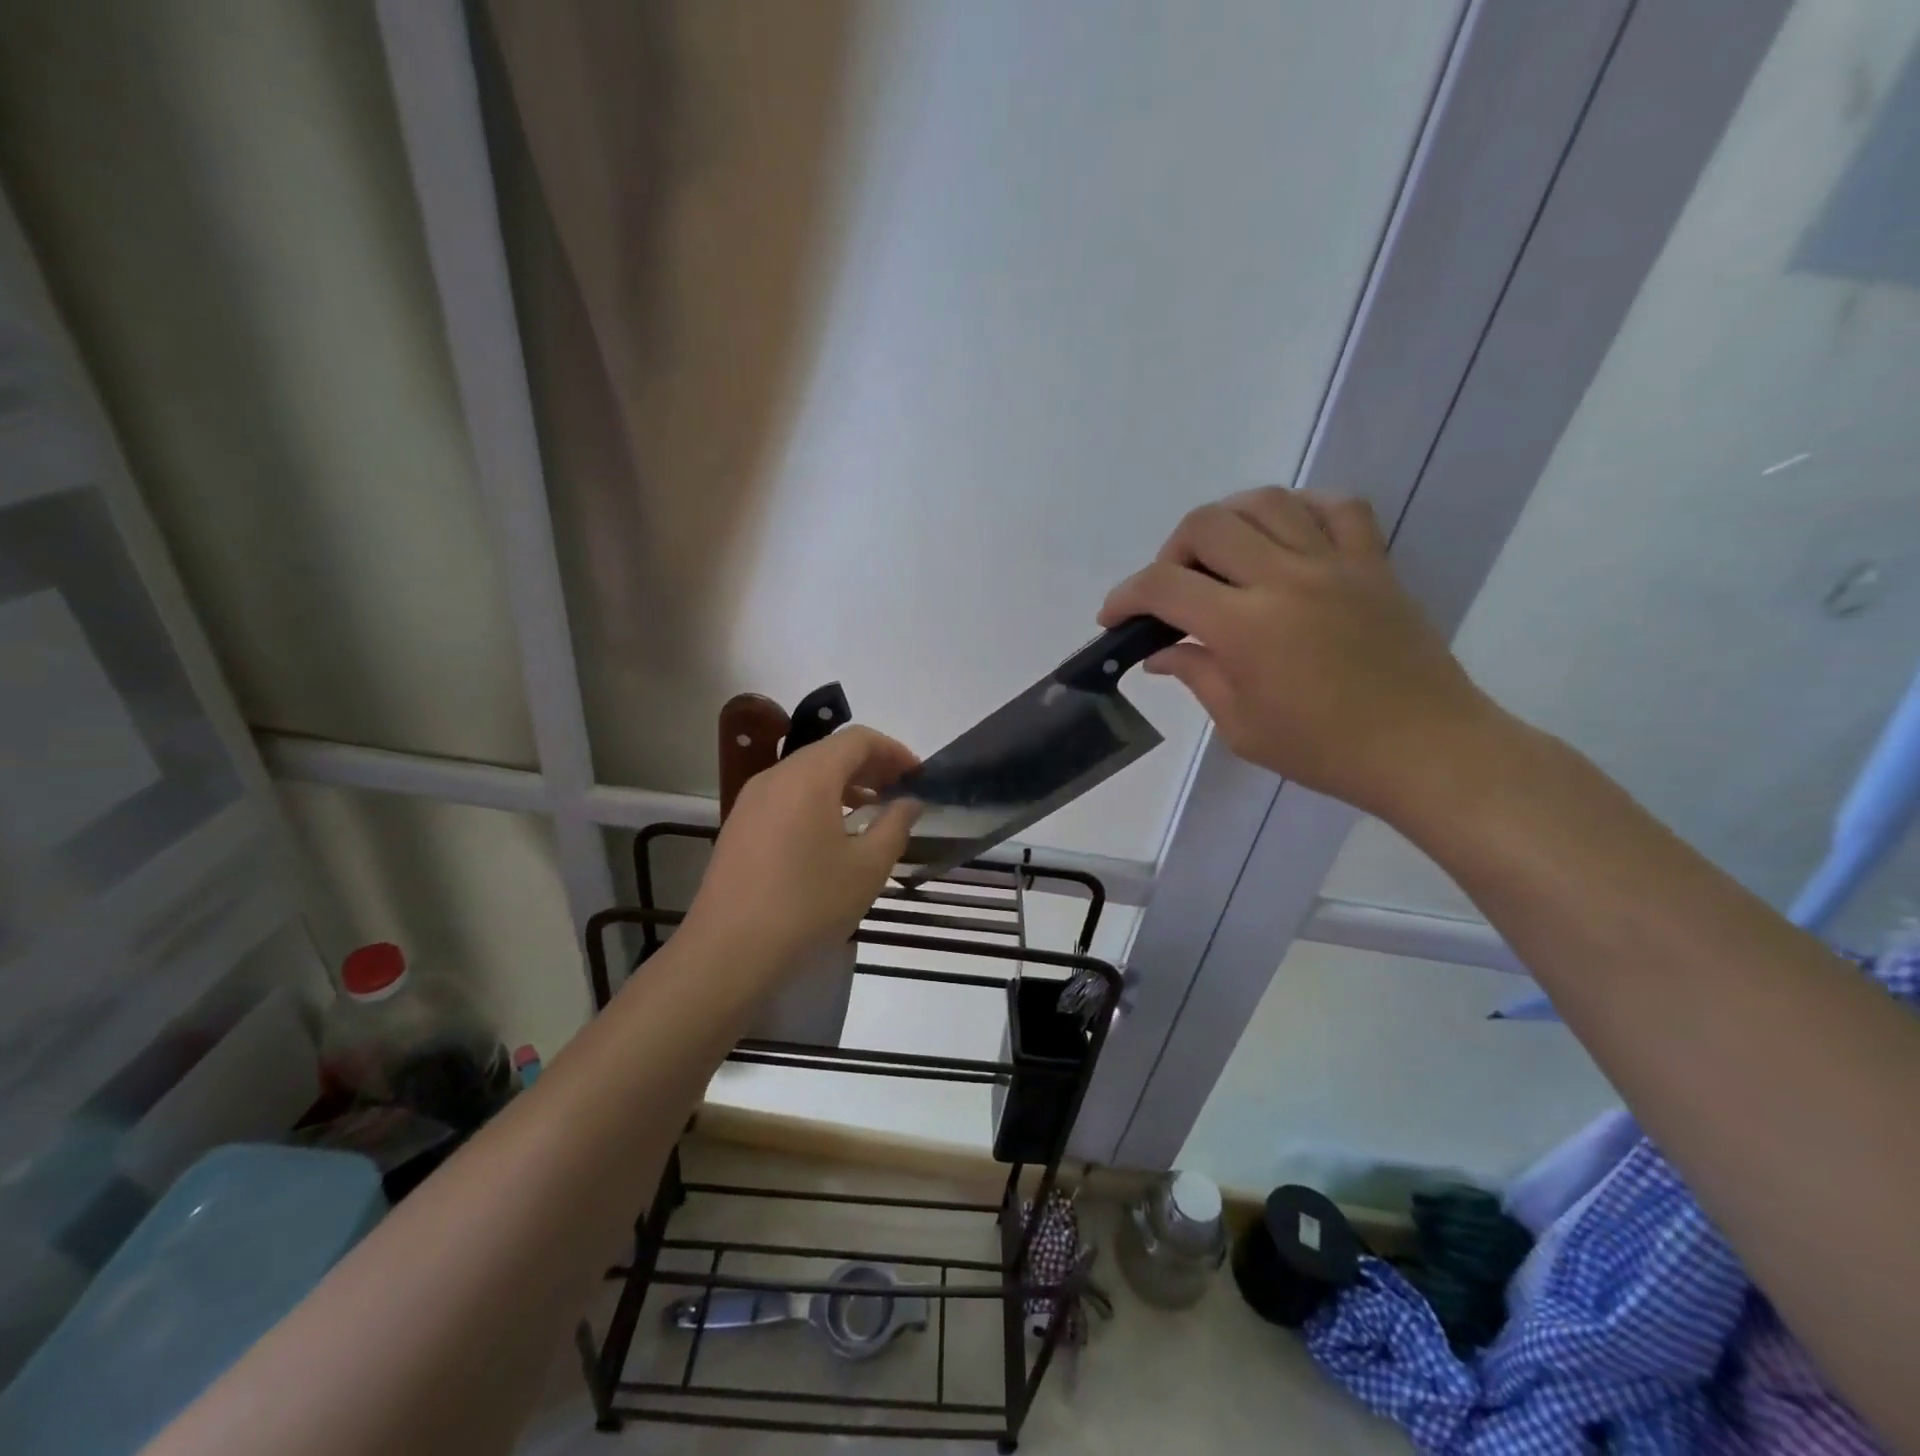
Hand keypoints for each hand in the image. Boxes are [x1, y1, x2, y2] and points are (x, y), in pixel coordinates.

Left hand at [682, 726, 921, 970]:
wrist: (729, 951)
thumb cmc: (808, 903)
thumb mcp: (867, 867)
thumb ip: (895, 825)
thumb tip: (909, 802)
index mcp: (809, 775)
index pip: (858, 740)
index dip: (894, 751)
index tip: (919, 776)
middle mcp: (776, 775)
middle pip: (831, 752)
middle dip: (871, 766)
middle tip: (901, 791)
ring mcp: (752, 800)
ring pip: (807, 774)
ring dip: (845, 783)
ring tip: (873, 809)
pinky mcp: (740, 825)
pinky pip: (787, 795)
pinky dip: (818, 800)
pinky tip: (833, 832)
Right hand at [1099, 488, 1500, 817]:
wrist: (1424, 749)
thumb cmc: (1324, 750)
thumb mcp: (1242, 726)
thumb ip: (1197, 676)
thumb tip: (1162, 652)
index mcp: (1246, 626)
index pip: (1164, 586)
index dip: (1126, 596)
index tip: (1113, 617)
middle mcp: (1285, 578)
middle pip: (1207, 525)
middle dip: (1171, 552)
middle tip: (1173, 591)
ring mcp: (1334, 562)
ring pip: (1265, 502)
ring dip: (1227, 522)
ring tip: (1222, 558)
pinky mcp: (1373, 562)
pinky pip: (1335, 506)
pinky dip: (1299, 510)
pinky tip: (1284, 538)